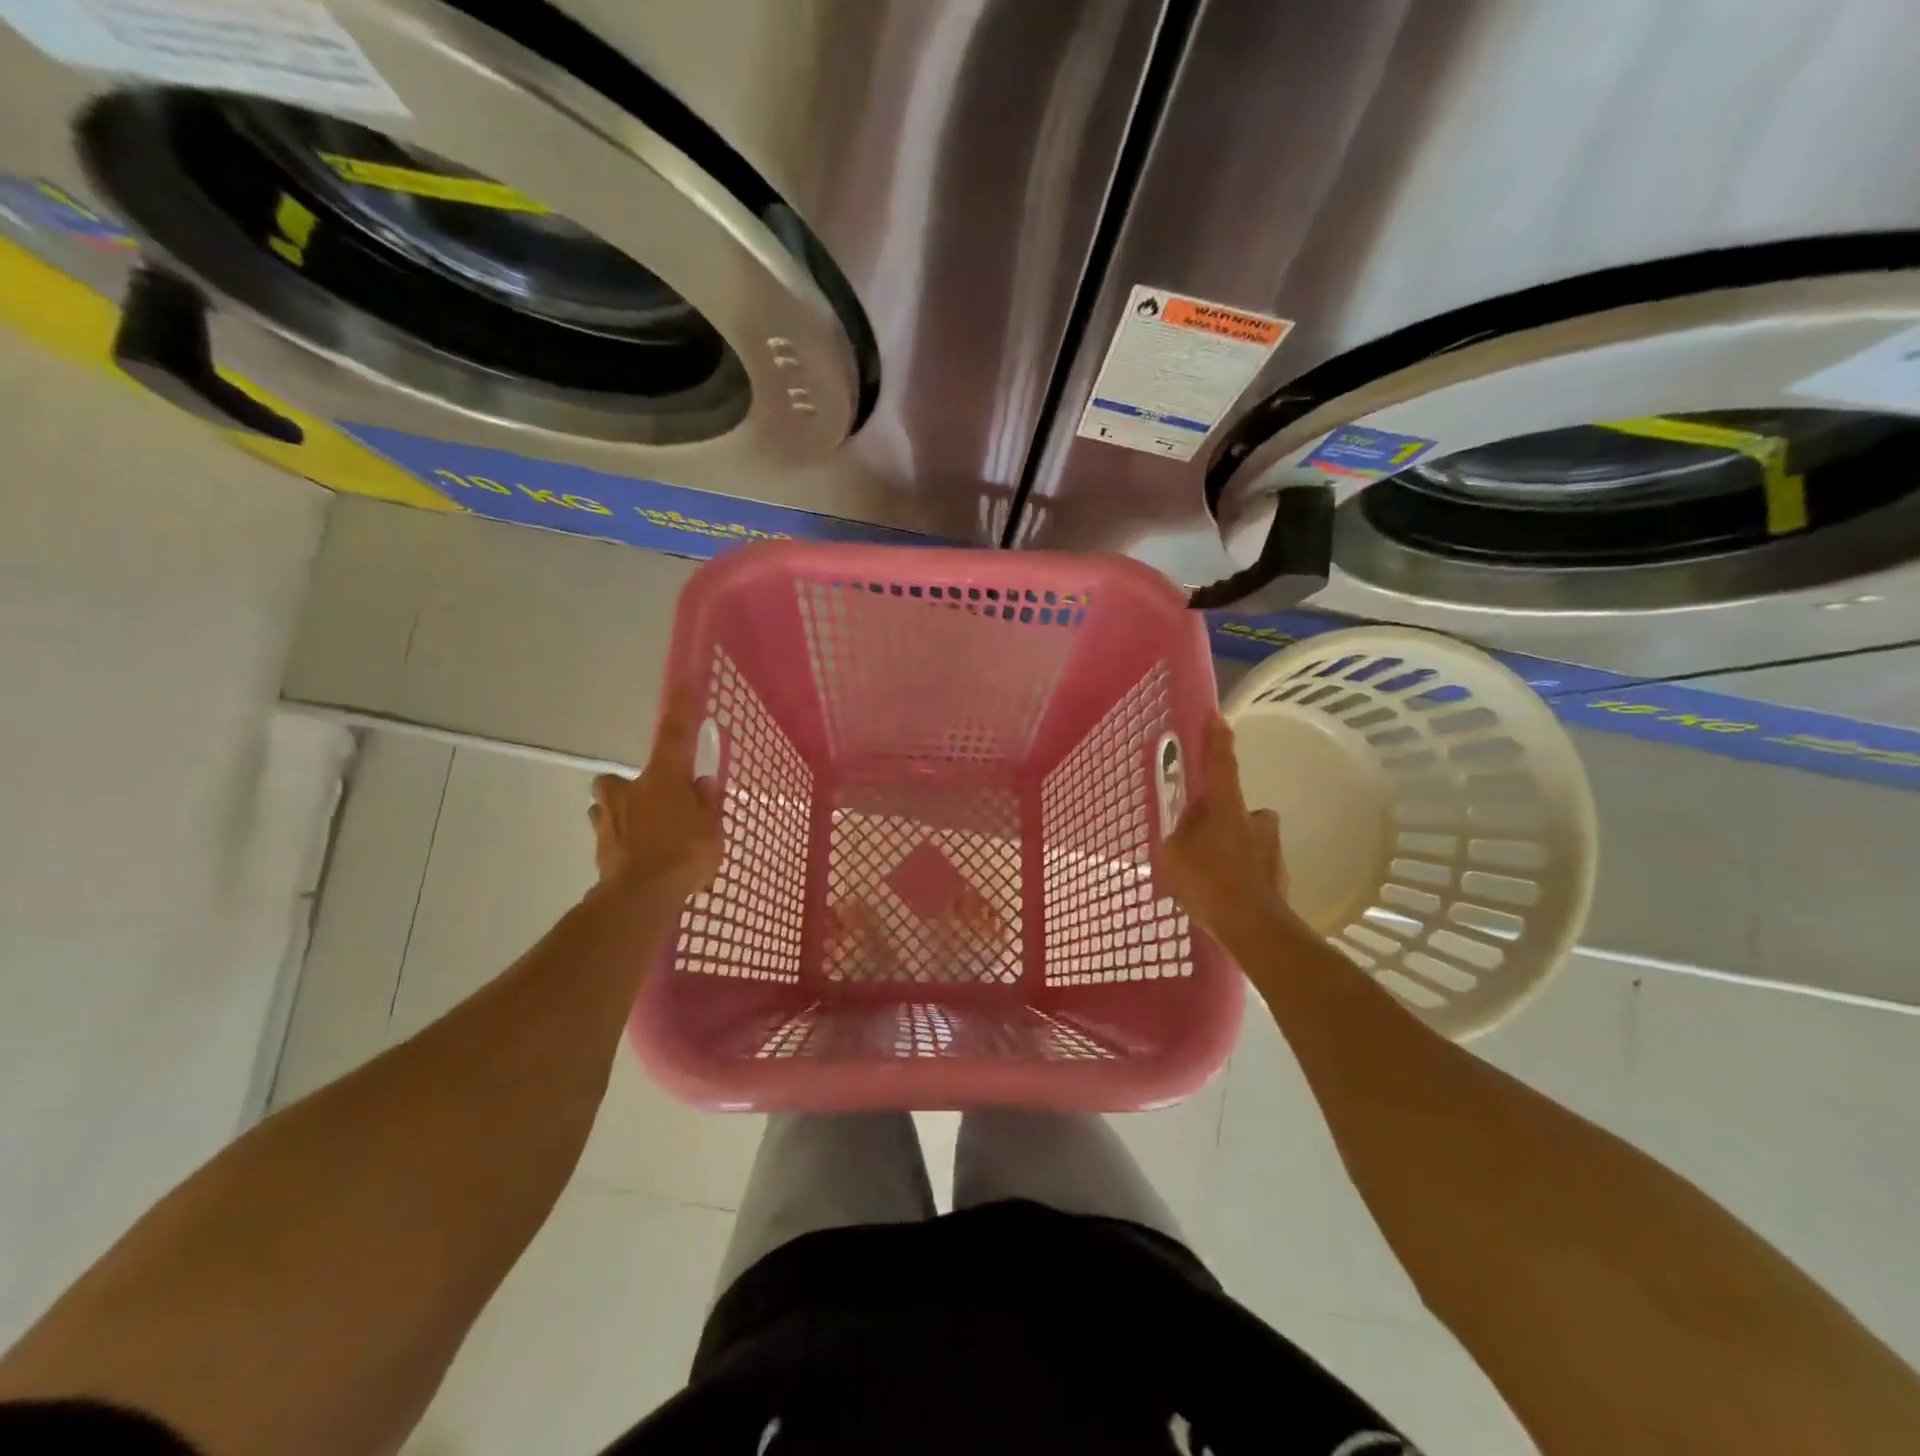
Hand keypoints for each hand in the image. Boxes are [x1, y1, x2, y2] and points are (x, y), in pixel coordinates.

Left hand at [588, 692, 722, 903]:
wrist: (641, 896)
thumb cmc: (685, 853)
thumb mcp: (712, 827)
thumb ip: (706, 802)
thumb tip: (701, 782)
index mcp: (662, 778)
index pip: (674, 735)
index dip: (681, 709)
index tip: (685, 682)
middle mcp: (628, 791)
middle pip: (616, 780)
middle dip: (628, 788)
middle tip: (652, 804)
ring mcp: (607, 821)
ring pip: (605, 808)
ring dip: (619, 815)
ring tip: (643, 836)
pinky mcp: (598, 850)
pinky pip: (608, 839)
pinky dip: (620, 845)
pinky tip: (636, 861)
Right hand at [1159, 716, 1299, 944]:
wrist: (1253, 927)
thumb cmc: (1208, 882)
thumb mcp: (1175, 853)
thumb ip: (1181, 833)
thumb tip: (1191, 825)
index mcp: (1226, 807)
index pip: (1221, 764)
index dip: (1217, 741)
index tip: (1218, 718)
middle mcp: (1255, 820)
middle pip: (1236, 808)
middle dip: (1221, 819)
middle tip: (1200, 840)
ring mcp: (1272, 848)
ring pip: (1247, 838)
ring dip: (1232, 848)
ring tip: (1210, 875)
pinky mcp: (1280, 875)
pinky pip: (1253, 865)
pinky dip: (1240, 873)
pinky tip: (1224, 895)